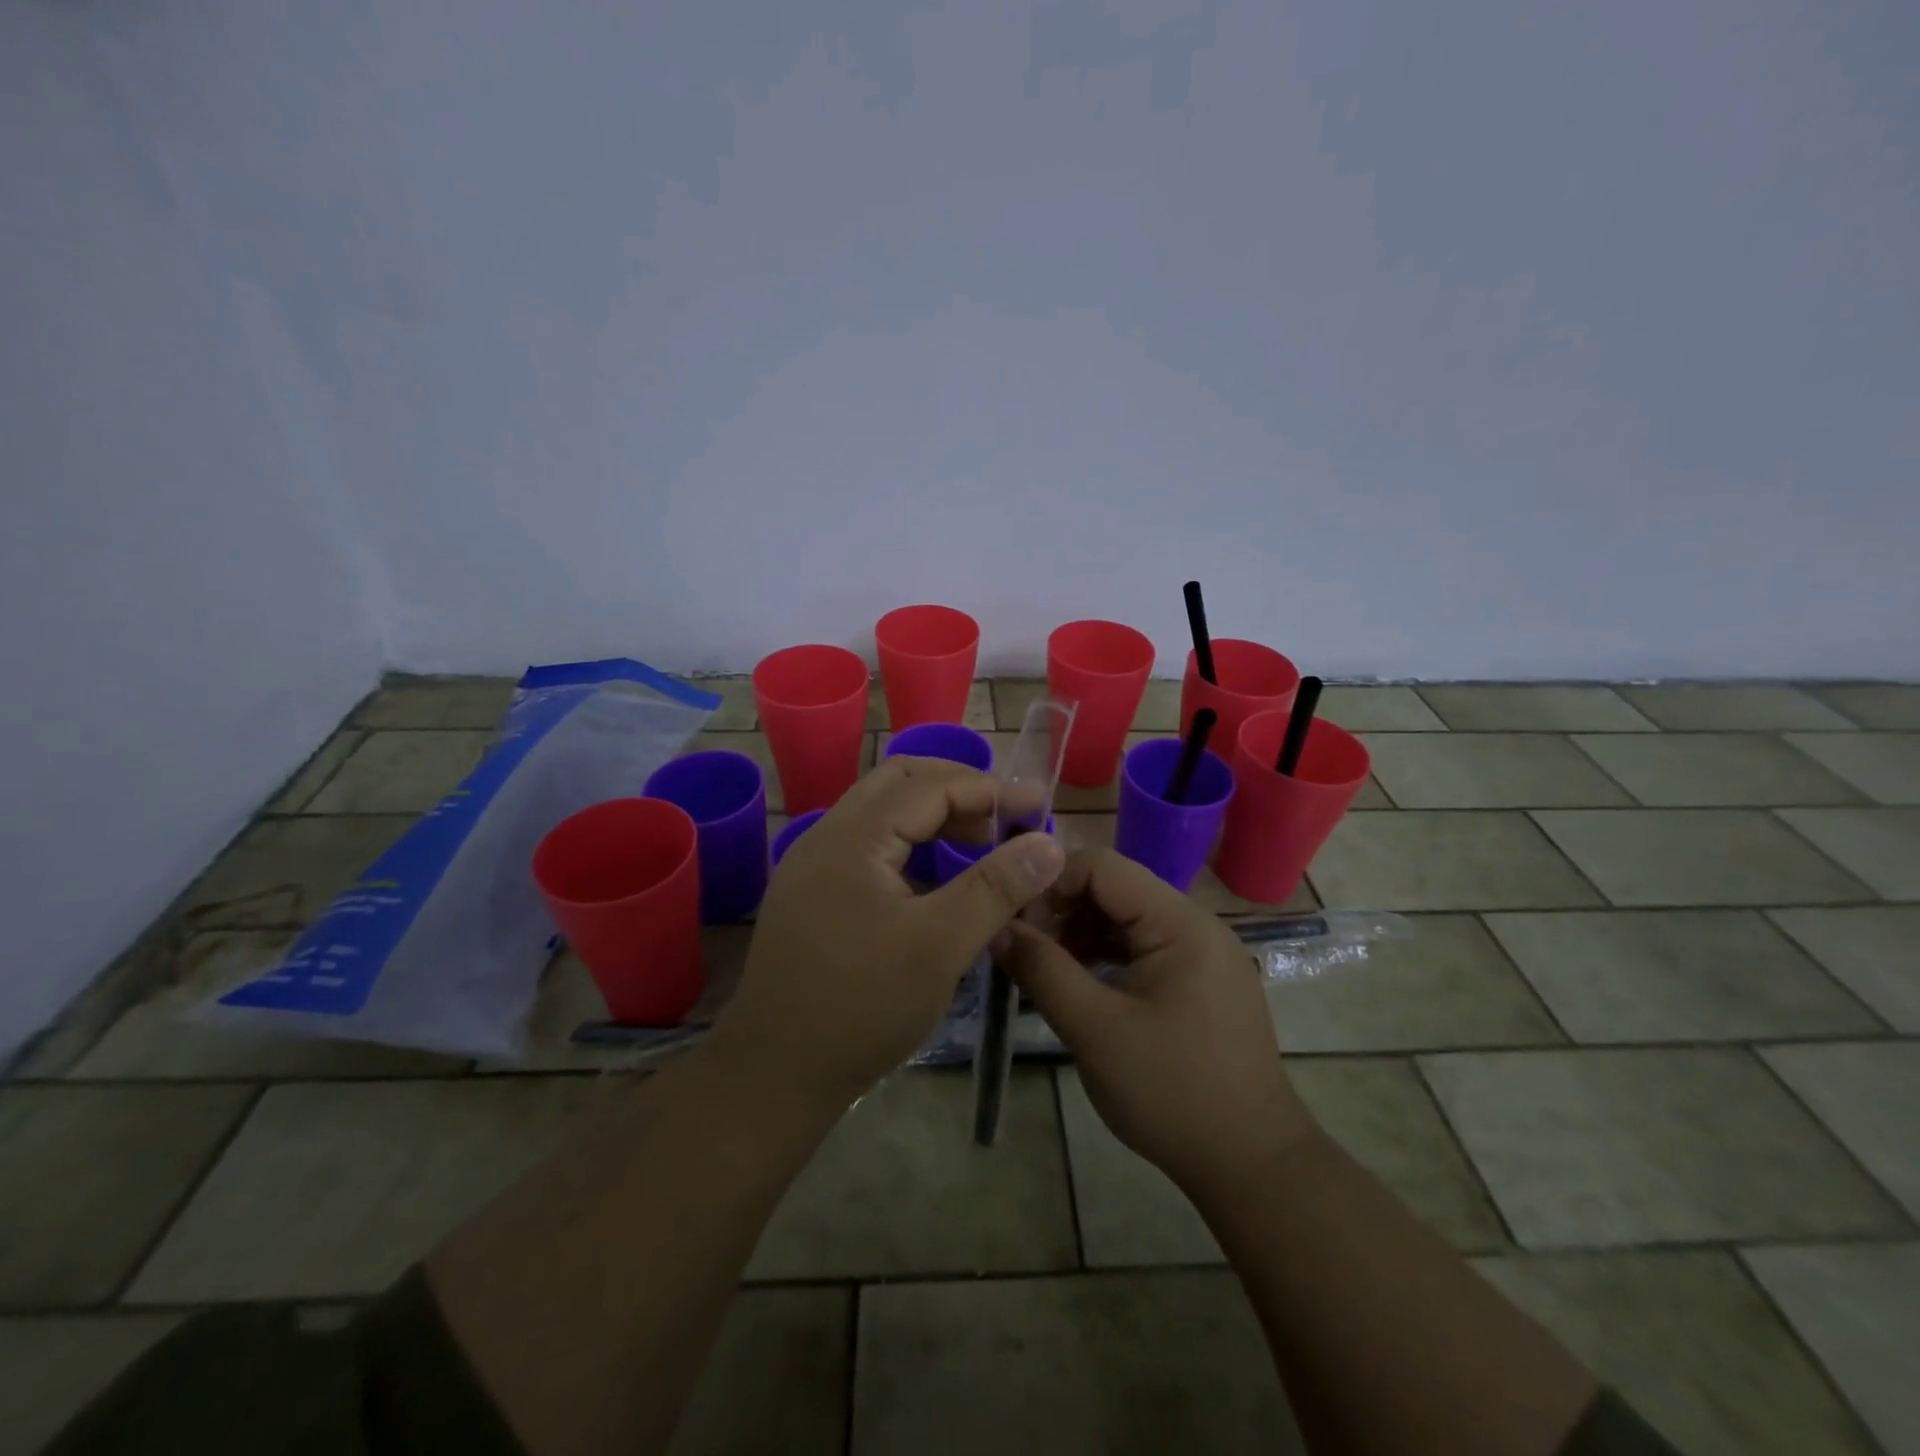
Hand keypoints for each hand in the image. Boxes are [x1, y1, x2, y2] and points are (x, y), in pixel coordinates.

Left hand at [711, 757, 1066, 1107]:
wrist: (772, 1076)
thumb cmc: (861, 1007)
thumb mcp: (940, 946)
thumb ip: (996, 887)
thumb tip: (1049, 844)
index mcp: (852, 838)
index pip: (930, 786)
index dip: (989, 790)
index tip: (1038, 806)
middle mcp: (826, 837)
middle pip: (899, 784)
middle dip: (957, 790)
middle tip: (1003, 820)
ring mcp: (813, 866)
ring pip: (881, 815)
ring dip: (932, 817)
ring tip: (978, 845)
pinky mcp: (811, 895)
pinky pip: (868, 847)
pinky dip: (909, 846)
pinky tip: (935, 881)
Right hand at [997, 849, 1316, 1196]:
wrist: (1251, 1165)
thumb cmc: (1171, 1092)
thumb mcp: (1094, 1029)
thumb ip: (1042, 970)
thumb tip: (999, 928)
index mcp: (1179, 923)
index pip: (1102, 867)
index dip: (1051, 882)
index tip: (1014, 919)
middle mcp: (1195, 925)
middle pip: (1114, 889)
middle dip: (1063, 910)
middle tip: (1023, 948)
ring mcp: (1202, 954)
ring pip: (1127, 919)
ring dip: (1081, 934)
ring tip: (1045, 970)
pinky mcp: (1201, 982)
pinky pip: (1143, 947)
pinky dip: (1106, 956)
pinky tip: (1081, 985)